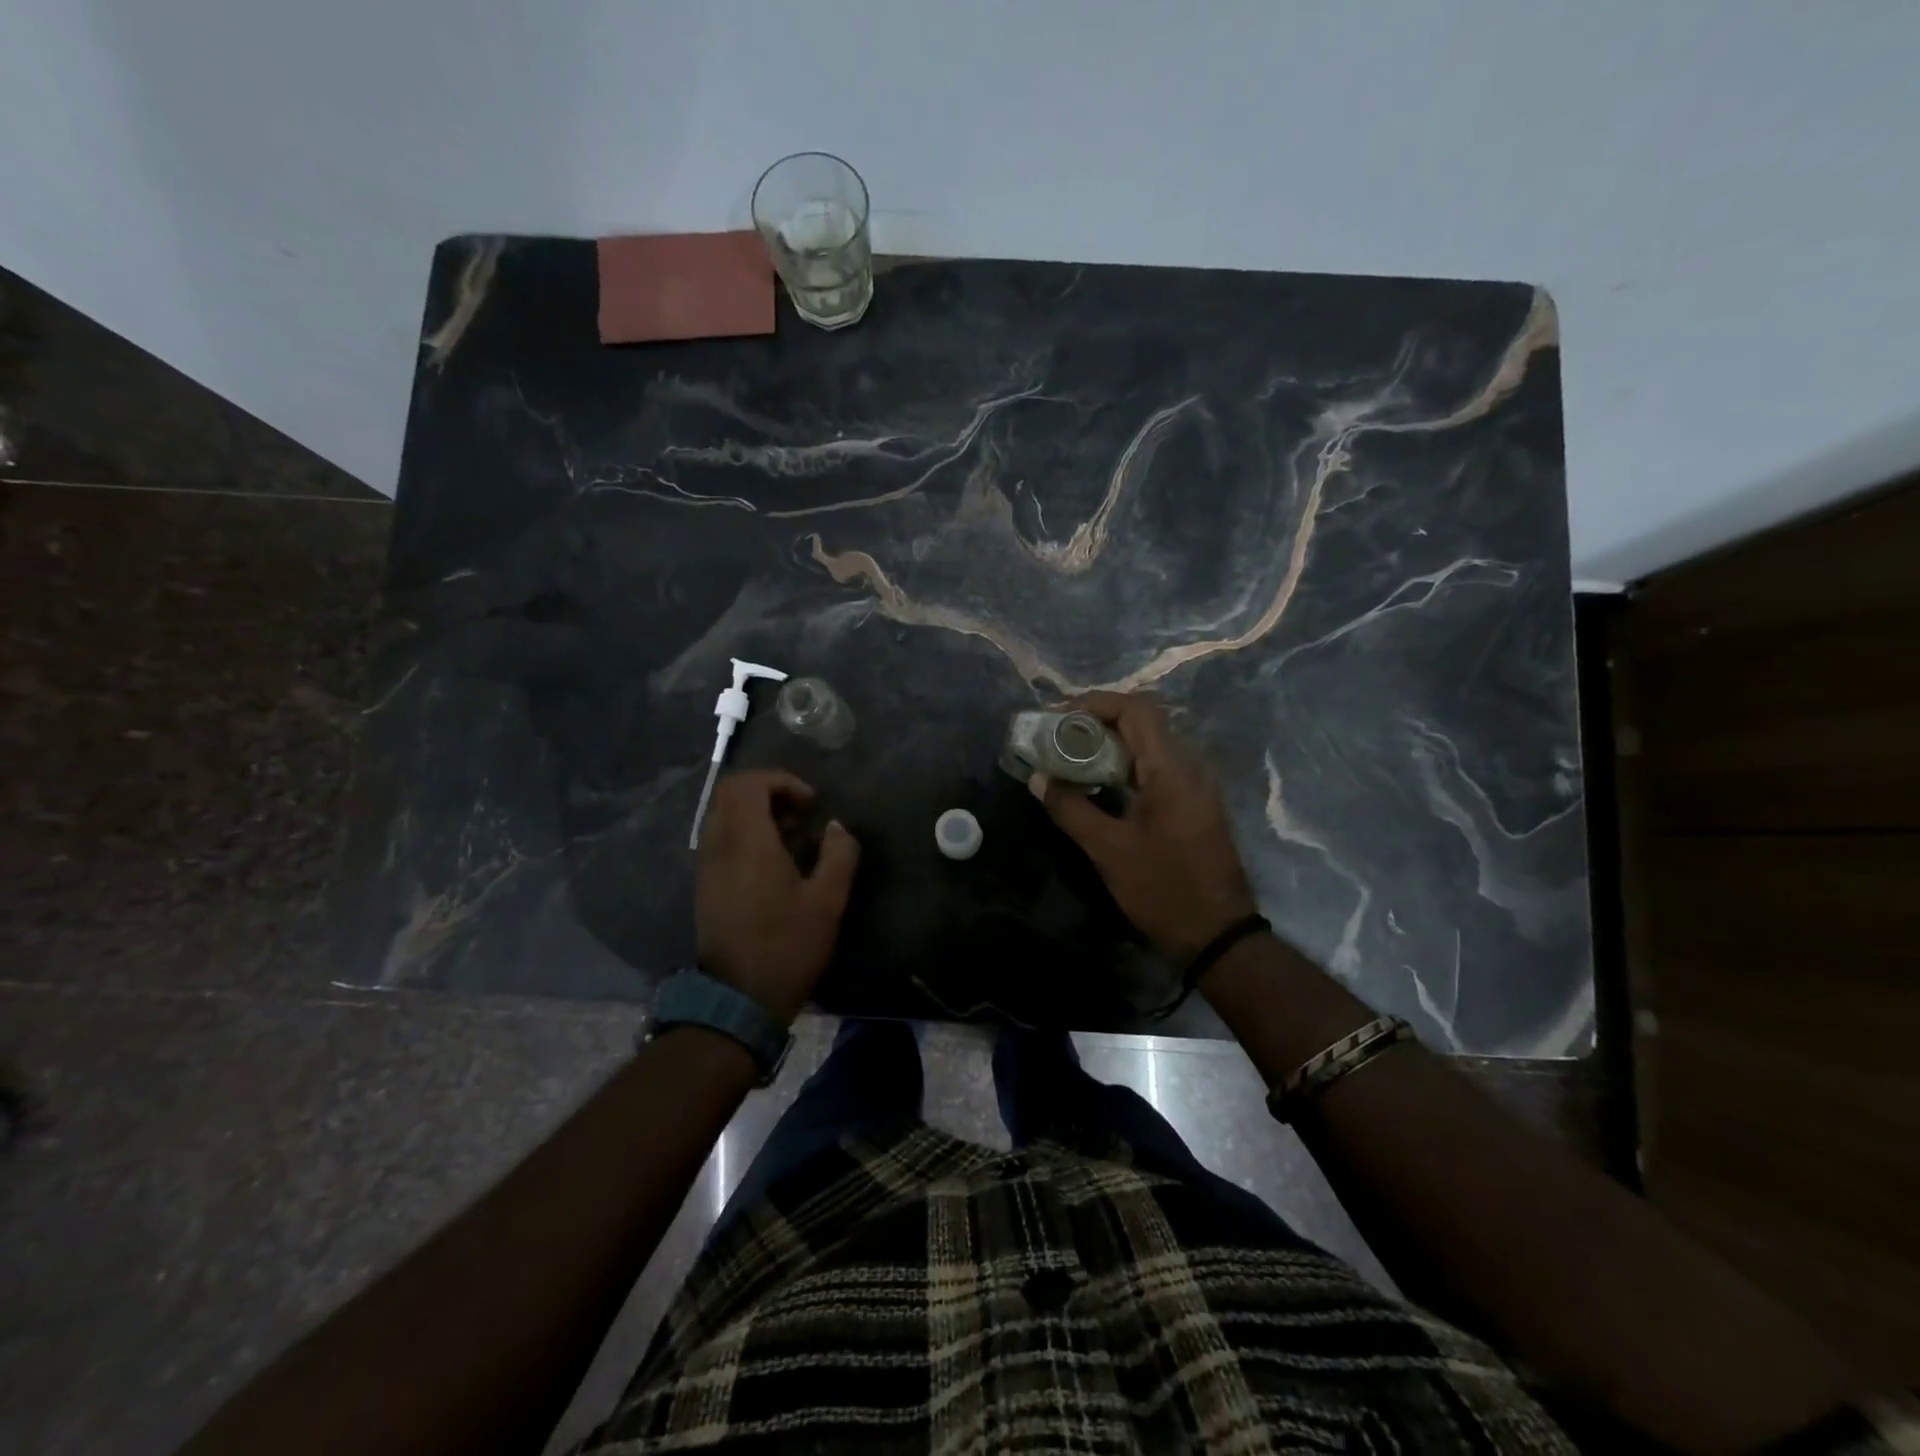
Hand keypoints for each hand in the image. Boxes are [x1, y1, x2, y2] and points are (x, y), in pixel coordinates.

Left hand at [695, 770, 860, 1023]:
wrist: (738, 999)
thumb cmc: (787, 947)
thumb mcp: (828, 901)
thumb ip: (838, 854)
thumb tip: (837, 826)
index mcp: (747, 843)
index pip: (748, 784)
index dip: (781, 781)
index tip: (810, 803)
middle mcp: (719, 846)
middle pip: (730, 793)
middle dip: (768, 791)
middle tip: (800, 813)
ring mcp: (707, 865)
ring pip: (723, 814)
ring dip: (756, 812)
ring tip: (792, 836)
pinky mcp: (705, 884)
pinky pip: (720, 837)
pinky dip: (745, 833)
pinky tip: (773, 861)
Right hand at [1034, 691, 1256, 962]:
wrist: (1217, 933)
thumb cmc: (1162, 889)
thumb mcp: (1108, 850)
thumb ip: (1070, 808)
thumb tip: (1039, 779)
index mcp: (1172, 770)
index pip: (1135, 710)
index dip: (1095, 703)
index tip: (1058, 716)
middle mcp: (1190, 766)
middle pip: (1143, 721)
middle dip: (1097, 721)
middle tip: (1058, 735)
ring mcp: (1197, 784)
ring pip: (1151, 743)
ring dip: (1111, 741)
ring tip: (1071, 754)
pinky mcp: (1195, 802)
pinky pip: (1158, 764)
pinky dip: (1127, 762)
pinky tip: (1100, 780)